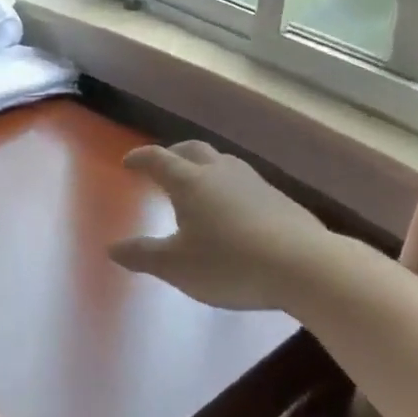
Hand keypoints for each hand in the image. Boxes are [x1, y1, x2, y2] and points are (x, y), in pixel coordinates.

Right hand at [109, 141, 333, 310]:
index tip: (128, 163)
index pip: (157, 159)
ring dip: (203, 166)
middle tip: (162, 166)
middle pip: (191, 149)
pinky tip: (233, 208)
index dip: (140, 159)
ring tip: (198, 184)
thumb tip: (113, 248)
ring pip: (221, 161)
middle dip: (172, 154)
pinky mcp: (278, 197)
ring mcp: (253, 181)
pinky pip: (243, 181)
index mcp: (189, 181)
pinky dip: (227, 185)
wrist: (305, 266)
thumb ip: (143, 255)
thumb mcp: (177, 267)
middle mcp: (219, 171)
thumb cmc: (230, 263)